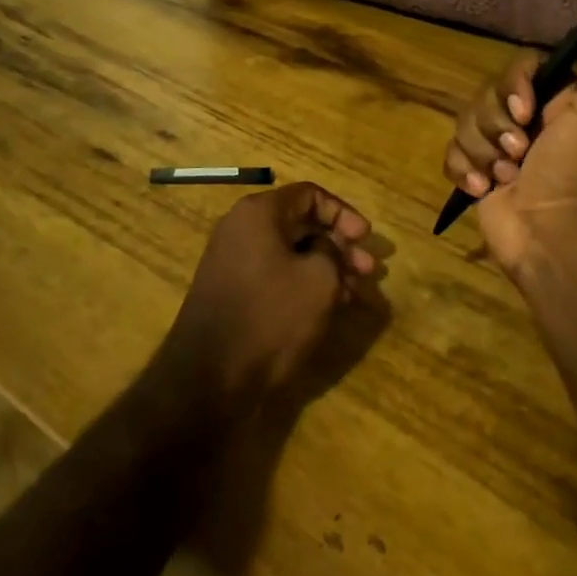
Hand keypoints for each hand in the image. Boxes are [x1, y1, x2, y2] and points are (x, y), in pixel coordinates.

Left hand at [159, 182, 376, 417]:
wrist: (208, 381)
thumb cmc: (270, 318)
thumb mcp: (319, 279)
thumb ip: (333, 252)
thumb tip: (328, 247)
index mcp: (258, 213)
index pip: (309, 194)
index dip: (343, 213)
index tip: (366, 238)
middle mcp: (240, 229)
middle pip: (300, 223)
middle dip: (338, 245)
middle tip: (368, 270)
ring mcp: (232, 262)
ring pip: (290, 253)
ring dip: (325, 267)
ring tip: (354, 292)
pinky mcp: (231, 293)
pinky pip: (275, 275)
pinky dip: (303, 284)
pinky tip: (328, 306)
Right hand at [444, 7, 576, 276]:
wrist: (554, 237)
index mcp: (560, 100)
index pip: (519, 67)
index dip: (514, 85)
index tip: (526, 112)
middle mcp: (530, 121)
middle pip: (486, 95)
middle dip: (495, 125)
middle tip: (519, 154)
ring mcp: (501, 150)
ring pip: (465, 124)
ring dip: (482, 152)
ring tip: (505, 178)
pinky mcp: (478, 175)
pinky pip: (451, 154)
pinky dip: (463, 170)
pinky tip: (483, 189)